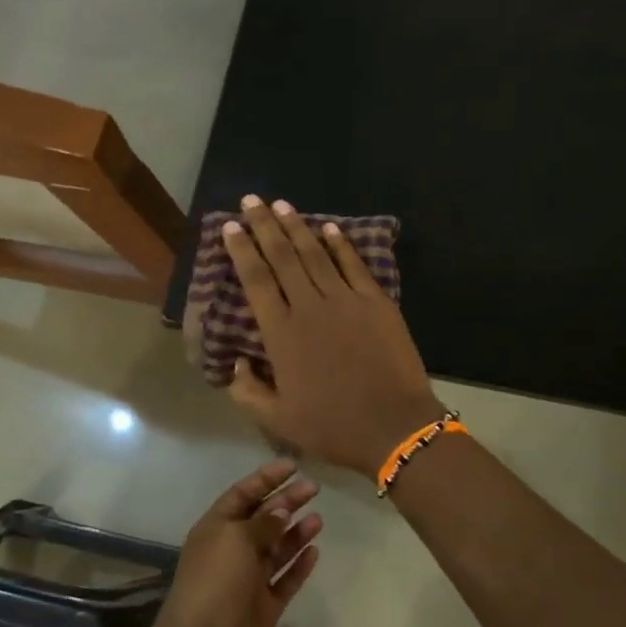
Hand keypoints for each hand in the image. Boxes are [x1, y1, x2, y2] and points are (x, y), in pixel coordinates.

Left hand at [152, 459, 322, 626]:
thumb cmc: (216, 582)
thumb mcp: (236, 539)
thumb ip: (263, 522)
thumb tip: (282, 508)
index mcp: (215, 530)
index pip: (242, 496)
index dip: (265, 479)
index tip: (292, 465)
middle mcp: (230, 552)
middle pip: (262, 520)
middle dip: (286, 502)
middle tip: (314, 488)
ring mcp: (248, 581)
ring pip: (276, 550)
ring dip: (295, 533)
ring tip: (319, 519)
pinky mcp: (264, 607)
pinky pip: (285, 580)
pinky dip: (298, 565)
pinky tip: (315, 551)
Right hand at [222, 197, 441, 475]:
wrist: (394, 427)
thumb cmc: (332, 426)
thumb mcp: (277, 419)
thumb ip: (248, 391)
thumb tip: (236, 364)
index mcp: (281, 334)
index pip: (256, 280)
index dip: (242, 250)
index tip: (231, 226)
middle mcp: (310, 307)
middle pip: (282, 256)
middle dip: (264, 225)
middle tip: (251, 200)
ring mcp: (346, 300)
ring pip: (316, 254)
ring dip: (297, 227)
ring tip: (282, 205)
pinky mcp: (376, 302)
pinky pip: (354, 265)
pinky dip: (340, 244)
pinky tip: (329, 228)